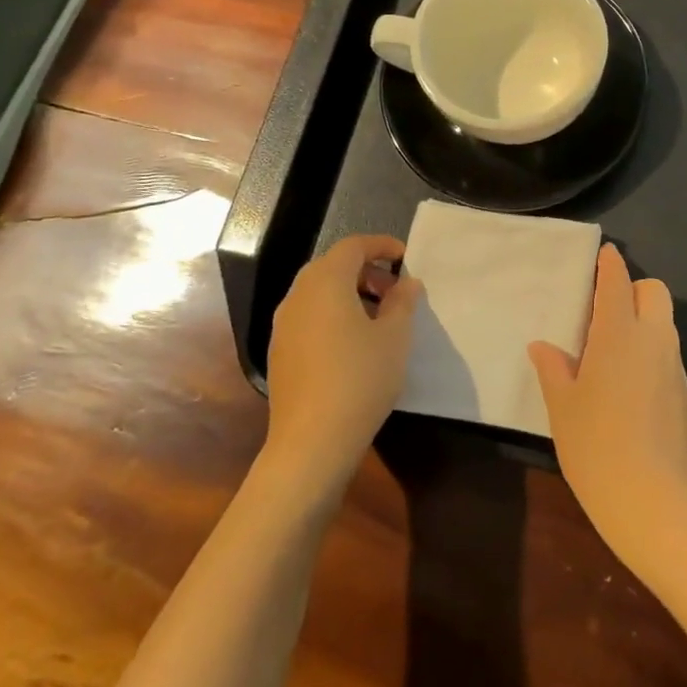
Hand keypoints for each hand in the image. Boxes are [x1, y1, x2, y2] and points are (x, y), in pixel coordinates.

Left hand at [265, 235, 421, 492]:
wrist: (312, 441)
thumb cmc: (360, 378)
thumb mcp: (395, 337)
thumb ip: (403, 301)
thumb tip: (407, 283)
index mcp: (326, 282)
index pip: (353, 246)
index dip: (381, 245)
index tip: (406, 258)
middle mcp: (298, 295)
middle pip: (332, 266)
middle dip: (366, 271)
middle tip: (395, 290)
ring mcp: (283, 324)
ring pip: (318, 292)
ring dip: (350, 293)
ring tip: (379, 318)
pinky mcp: (279, 351)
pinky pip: (309, 316)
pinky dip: (333, 314)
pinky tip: (354, 343)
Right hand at [528, 245, 686, 569]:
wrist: (654, 502)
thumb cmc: (596, 447)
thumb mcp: (563, 408)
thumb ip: (554, 370)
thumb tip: (544, 347)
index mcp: (619, 335)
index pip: (618, 283)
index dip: (611, 265)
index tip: (605, 254)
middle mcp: (654, 340)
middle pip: (655, 292)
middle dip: (634, 289)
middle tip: (605, 311)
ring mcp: (674, 367)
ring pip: (665, 323)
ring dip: (644, 320)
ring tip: (612, 349)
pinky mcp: (685, 393)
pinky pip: (668, 353)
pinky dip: (651, 350)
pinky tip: (628, 382)